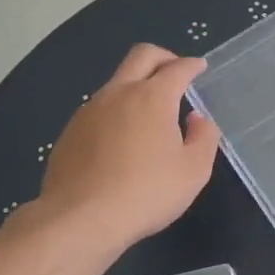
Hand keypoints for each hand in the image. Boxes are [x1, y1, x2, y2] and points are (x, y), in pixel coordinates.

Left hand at [36, 44, 220, 249]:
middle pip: (141, 56)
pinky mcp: (70, 131)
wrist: (81, 218)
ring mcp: (89, 110)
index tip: (199, 67)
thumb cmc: (147, 193)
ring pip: (117, 82)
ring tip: (150, 112)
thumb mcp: (194, 171)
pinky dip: (117, 111)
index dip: (192, 65)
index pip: (177, 68)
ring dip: (137, 86)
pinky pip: (99, 109)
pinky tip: (122, 139)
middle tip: (175, 70)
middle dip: (163, 57)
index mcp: (152, 98)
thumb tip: (196, 118)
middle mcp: (118, 93)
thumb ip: (203, 137)